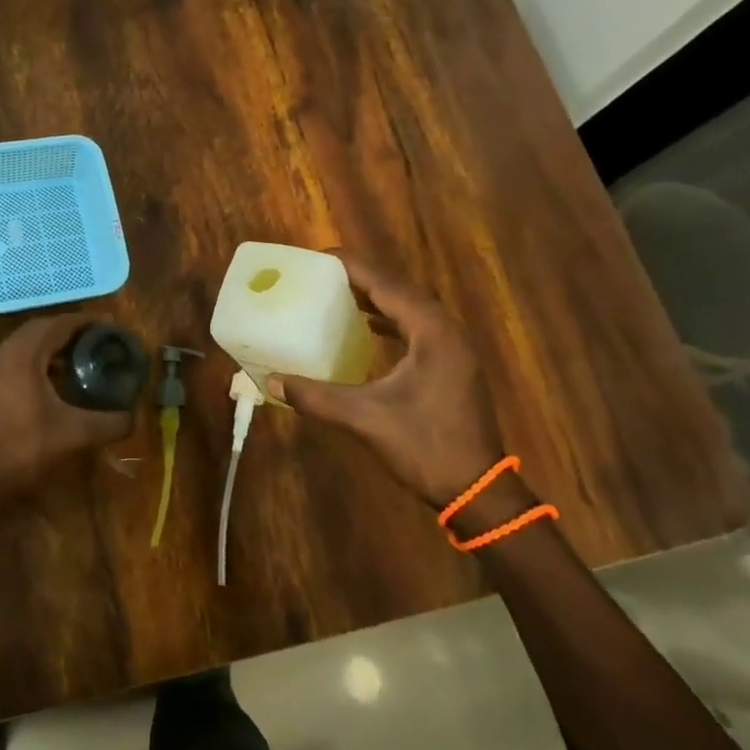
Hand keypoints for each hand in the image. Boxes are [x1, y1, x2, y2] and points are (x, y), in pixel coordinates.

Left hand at [0, 312, 134, 505]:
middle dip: (72, 331)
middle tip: (100, 340)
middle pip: (42, 329)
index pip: (58, 323)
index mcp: (23, 354)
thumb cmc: (23, 449)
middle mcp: (3, 353)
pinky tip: (58, 382)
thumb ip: (109, 422)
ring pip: (27, 345)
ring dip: (54, 346)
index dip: (86, 321)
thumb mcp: (74, 434)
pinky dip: (40, 362)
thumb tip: (134, 417)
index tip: (112, 325)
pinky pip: (17, 360)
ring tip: (83, 357)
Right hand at [271, 254, 501, 507]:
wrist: (477, 491)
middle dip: (360, 277)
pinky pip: (415, 326)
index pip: (385, 283)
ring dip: (375, 297)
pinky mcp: (451, 365)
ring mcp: (452, 348)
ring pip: (409, 307)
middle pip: (398, 289)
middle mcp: (445, 330)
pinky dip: (389, 319)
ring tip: (336, 292)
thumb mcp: (365, 419)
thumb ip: (317, 396)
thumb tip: (272, 381)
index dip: (350, 266)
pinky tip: (366, 327)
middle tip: (320, 274)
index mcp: (431, 332)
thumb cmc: (425, 447)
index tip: (316, 257)